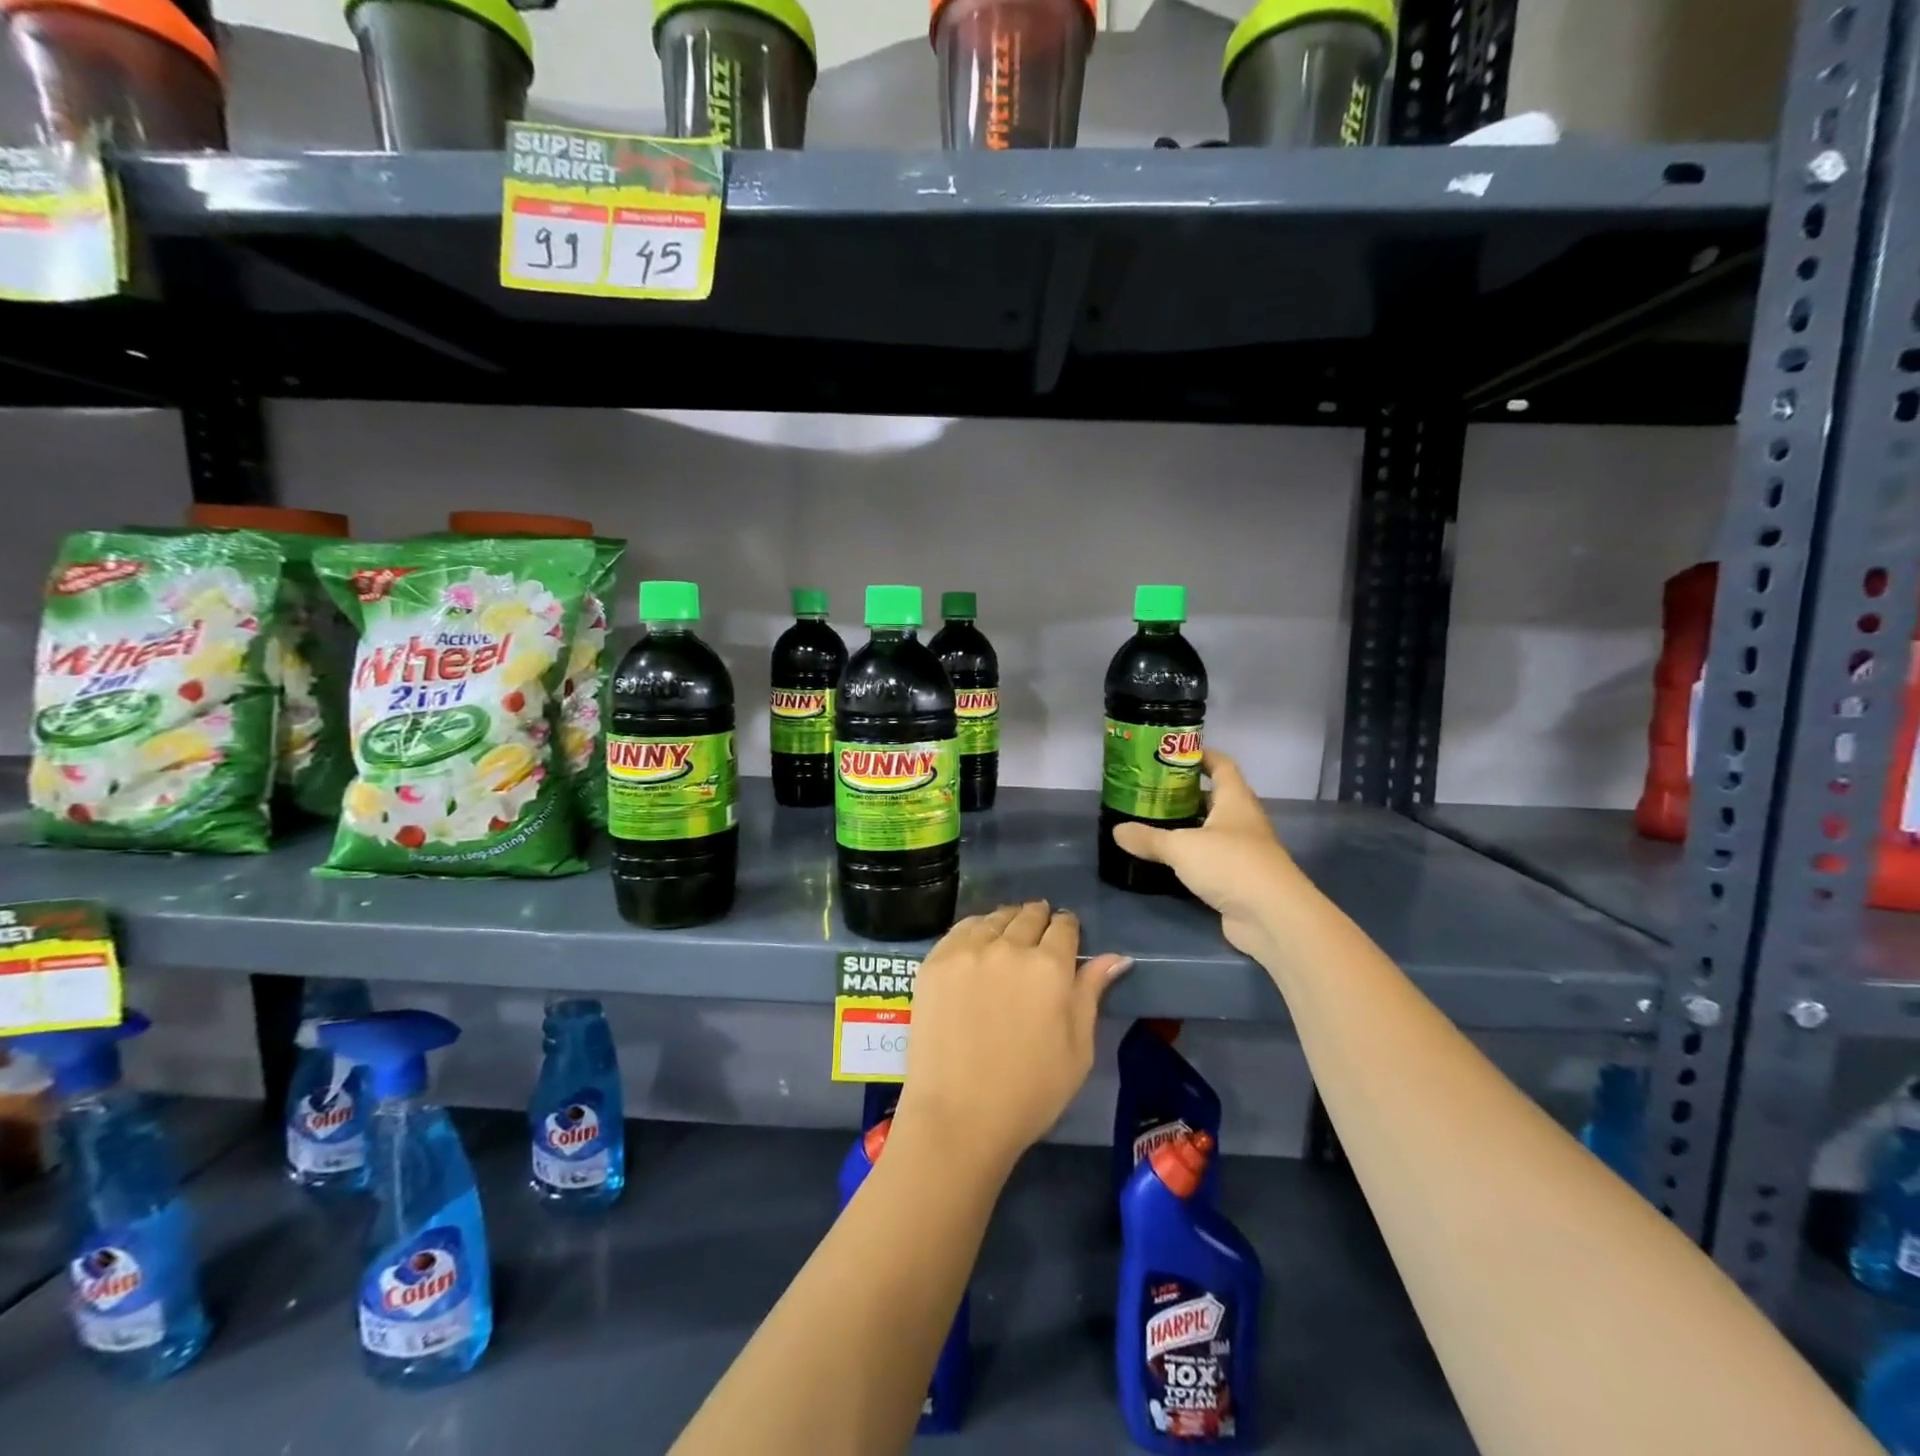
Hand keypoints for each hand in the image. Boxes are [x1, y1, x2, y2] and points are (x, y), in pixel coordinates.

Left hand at [892, 902, 1130, 1176]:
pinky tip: (979, 944)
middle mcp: (1009, 947)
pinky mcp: (936, 961)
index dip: (1068, 928)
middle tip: (1038, 937)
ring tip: (1008, 937)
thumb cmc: (1030, 1092)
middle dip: (1039, 920)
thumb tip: (1115, 956)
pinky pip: (962, 929)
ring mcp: (968, 951)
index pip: (1064, 927)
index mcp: (1050, 967)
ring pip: (995, 918)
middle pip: (1029, 915)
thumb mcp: (1078, 1049)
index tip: (1066, 937)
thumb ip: (1091, 993)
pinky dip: (976, 930)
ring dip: (1008, 922)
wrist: (958, 1116)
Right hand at [1111, 750, 1300, 961]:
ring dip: (1186, 826)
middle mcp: (1242, 821)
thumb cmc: (1230, 864)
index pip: (1221, 765)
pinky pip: (1210, 859)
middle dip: (1184, 793)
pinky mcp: (1238, 879)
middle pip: (1213, 798)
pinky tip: (1167, 860)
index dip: (1200, 755)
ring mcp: (1243, 851)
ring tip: (1151, 822)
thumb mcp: (1181, 847)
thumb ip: (1149, 838)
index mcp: (1235, 800)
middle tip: (1150, 791)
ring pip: (1210, 830)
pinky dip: (1191, 857)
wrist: (1272, 917)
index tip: (1172, 752)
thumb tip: (1117, 831)